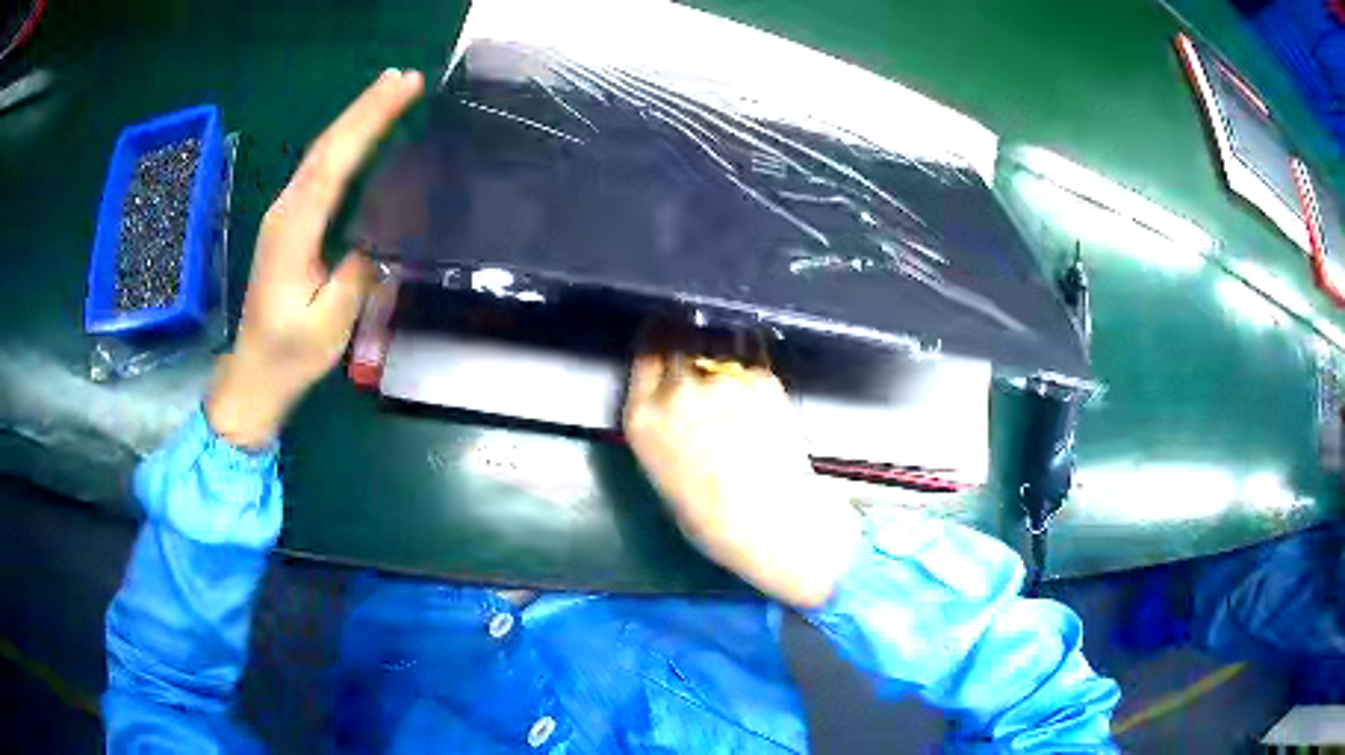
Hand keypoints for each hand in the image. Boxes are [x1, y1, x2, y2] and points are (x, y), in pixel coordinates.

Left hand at [207, 69, 424, 447]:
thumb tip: (384, 234)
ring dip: (355, 120)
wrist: (253, 374)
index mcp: (293, 231)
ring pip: (321, 154)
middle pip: (326, 147)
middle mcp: (285, 211)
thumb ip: (356, 273)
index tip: (402, 87)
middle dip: (365, 108)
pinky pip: (319, 171)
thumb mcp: (330, 322)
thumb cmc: (290, 355)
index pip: (334, 163)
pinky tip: (362, 134)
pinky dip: (344, 144)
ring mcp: (284, 215)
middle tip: (405, 77)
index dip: (368, 121)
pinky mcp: (288, 223)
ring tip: (390, 92)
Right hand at [623, 354, 861, 608]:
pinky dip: (749, 349)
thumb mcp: (662, 470)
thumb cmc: (711, 517)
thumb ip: (662, 424)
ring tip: (727, 346)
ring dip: (717, 336)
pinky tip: (753, 362)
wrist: (771, 526)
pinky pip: (751, 349)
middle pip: (677, 338)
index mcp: (643, 419)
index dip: (656, 341)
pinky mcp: (763, 379)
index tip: (664, 335)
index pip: (644, 355)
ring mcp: (722, 381)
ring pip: (715, 335)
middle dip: (685, 333)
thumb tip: (675, 396)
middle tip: (698, 339)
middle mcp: (677, 391)